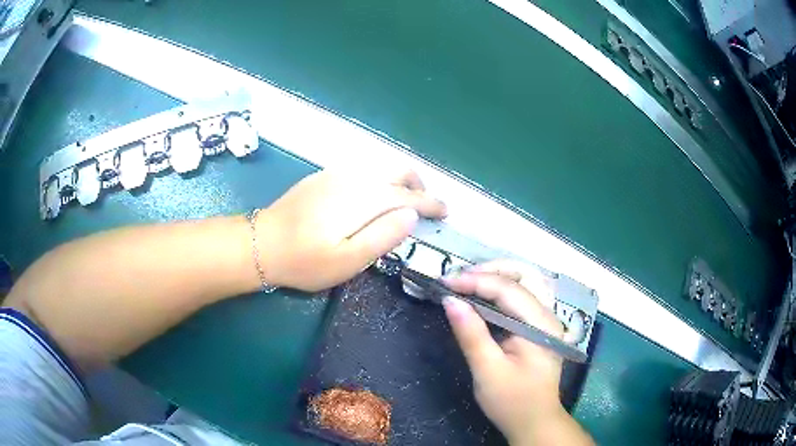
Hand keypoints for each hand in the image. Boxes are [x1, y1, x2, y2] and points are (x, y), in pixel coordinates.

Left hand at [256, 169, 446, 291]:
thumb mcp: (348, 260)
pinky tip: (374, 197)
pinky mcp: (324, 177)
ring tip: (404, 203)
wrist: (261, 243)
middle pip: (397, 170)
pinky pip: (364, 169)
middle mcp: (354, 178)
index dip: (431, 203)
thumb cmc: (305, 260)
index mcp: (364, 198)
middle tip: (426, 207)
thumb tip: (412, 216)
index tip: (445, 212)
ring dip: (400, 180)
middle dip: (418, 185)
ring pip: (380, 166)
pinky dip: (380, 178)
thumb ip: (383, 236)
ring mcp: (337, 173)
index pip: (409, 195)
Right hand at [442, 260, 591, 444]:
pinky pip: (522, 296)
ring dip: (498, 276)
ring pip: (526, 282)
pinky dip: (501, 289)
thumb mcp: (488, 372)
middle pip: (525, 275)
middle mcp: (547, 316)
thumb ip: (471, 334)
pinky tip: (483, 296)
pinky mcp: (538, 327)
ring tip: (468, 282)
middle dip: (491, 270)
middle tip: (459, 279)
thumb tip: (450, 301)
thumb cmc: (512, 402)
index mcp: (540, 326)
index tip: (444, 283)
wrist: (534, 422)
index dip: (475, 281)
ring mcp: (545, 320)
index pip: (508, 290)